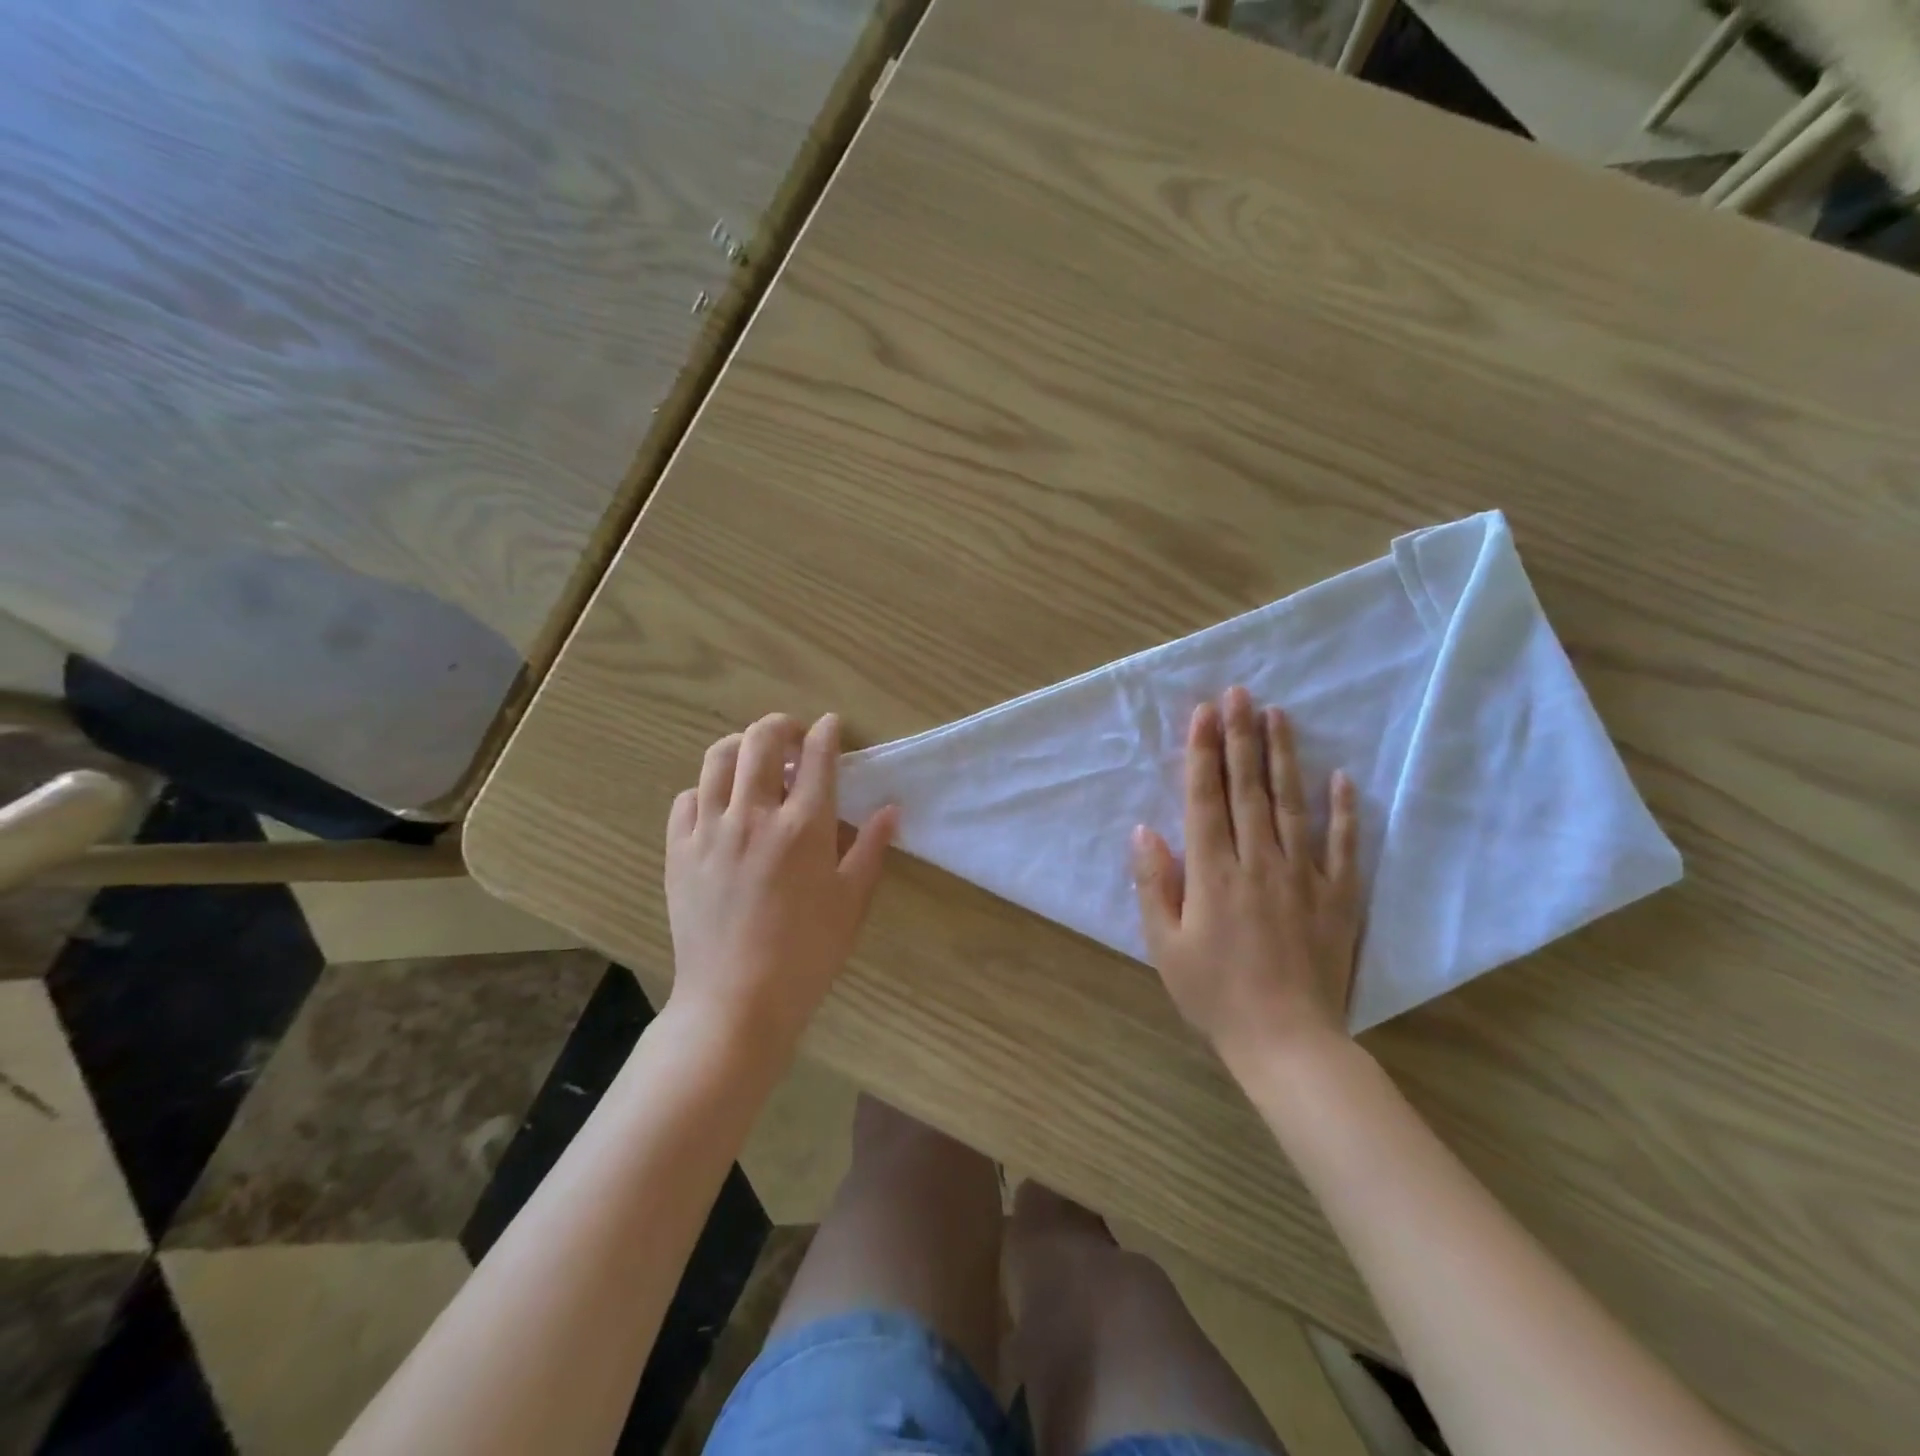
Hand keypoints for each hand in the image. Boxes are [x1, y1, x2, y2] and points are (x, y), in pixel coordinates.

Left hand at [665, 712, 897, 1057]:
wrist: (736, 1001)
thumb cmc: (807, 953)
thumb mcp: (852, 902)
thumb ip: (871, 848)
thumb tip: (891, 808)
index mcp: (804, 826)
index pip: (817, 757)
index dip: (827, 732)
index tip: (831, 726)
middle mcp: (754, 815)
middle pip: (762, 741)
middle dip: (782, 726)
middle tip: (794, 738)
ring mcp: (710, 830)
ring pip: (718, 759)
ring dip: (741, 745)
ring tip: (754, 758)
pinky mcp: (678, 851)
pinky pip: (687, 799)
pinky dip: (707, 789)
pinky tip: (720, 804)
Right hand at [1132, 686, 1361, 1074]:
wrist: (1287, 1042)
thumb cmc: (1214, 995)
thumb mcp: (1165, 946)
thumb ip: (1154, 884)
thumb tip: (1143, 830)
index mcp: (1213, 873)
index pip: (1206, 798)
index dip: (1202, 753)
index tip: (1203, 712)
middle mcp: (1258, 862)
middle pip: (1248, 789)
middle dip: (1240, 737)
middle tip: (1240, 693)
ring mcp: (1303, 877)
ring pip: (1292, 804)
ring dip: (1283, 757)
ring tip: (1278, 715)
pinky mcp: (1337, 897)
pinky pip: (1342, 846)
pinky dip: (1344, 810)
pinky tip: (1342, 776)